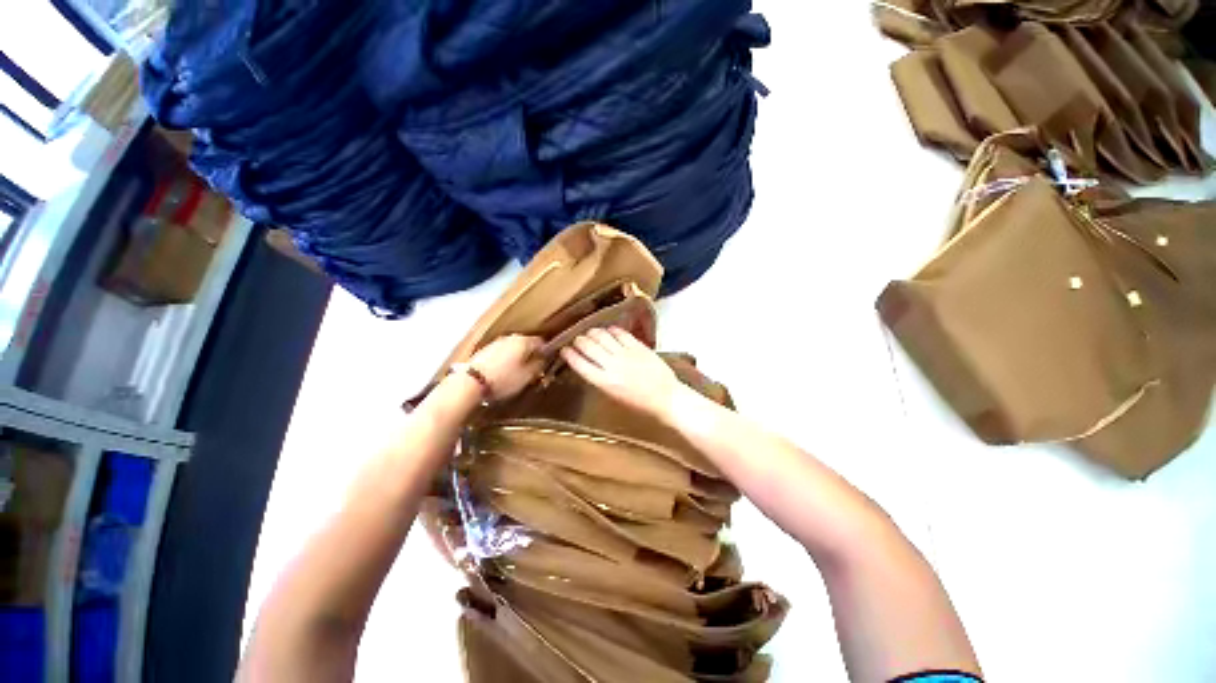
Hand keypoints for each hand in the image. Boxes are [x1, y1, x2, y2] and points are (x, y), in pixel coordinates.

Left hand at [469, 334, 544, 398]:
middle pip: (526, 344)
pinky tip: (504, 372)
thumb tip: (544, 359)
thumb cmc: (504, 379)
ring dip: (518, 358)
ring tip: (518, 373)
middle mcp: (510, 337)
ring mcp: (496, 342)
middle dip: (531, 355)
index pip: (541, 342)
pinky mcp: (485, 350)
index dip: (546, 352)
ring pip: (513, 348)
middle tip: (533, 370)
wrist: (470, 382)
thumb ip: (539, 365)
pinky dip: (506, 360)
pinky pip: (502, 353)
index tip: (546, 364)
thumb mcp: (527, 376)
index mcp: (523, 341)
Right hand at [560, 327, 681, 418]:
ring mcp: (626, 354)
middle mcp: (612, 366)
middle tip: (577, 339)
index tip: (564, 350)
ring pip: (602, 336)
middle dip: (579, 340)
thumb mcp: (614, 396)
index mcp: (604, 383)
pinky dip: (611, 330)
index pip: (579, 364)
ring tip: (590, 333)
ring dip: (592, 332)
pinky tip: (608, 331)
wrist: (666, 398)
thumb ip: (599, 379)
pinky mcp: (638, 346)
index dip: (569, 355)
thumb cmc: (639, 403)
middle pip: (588, 346)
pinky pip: (620, 333)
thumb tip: (587, 364)